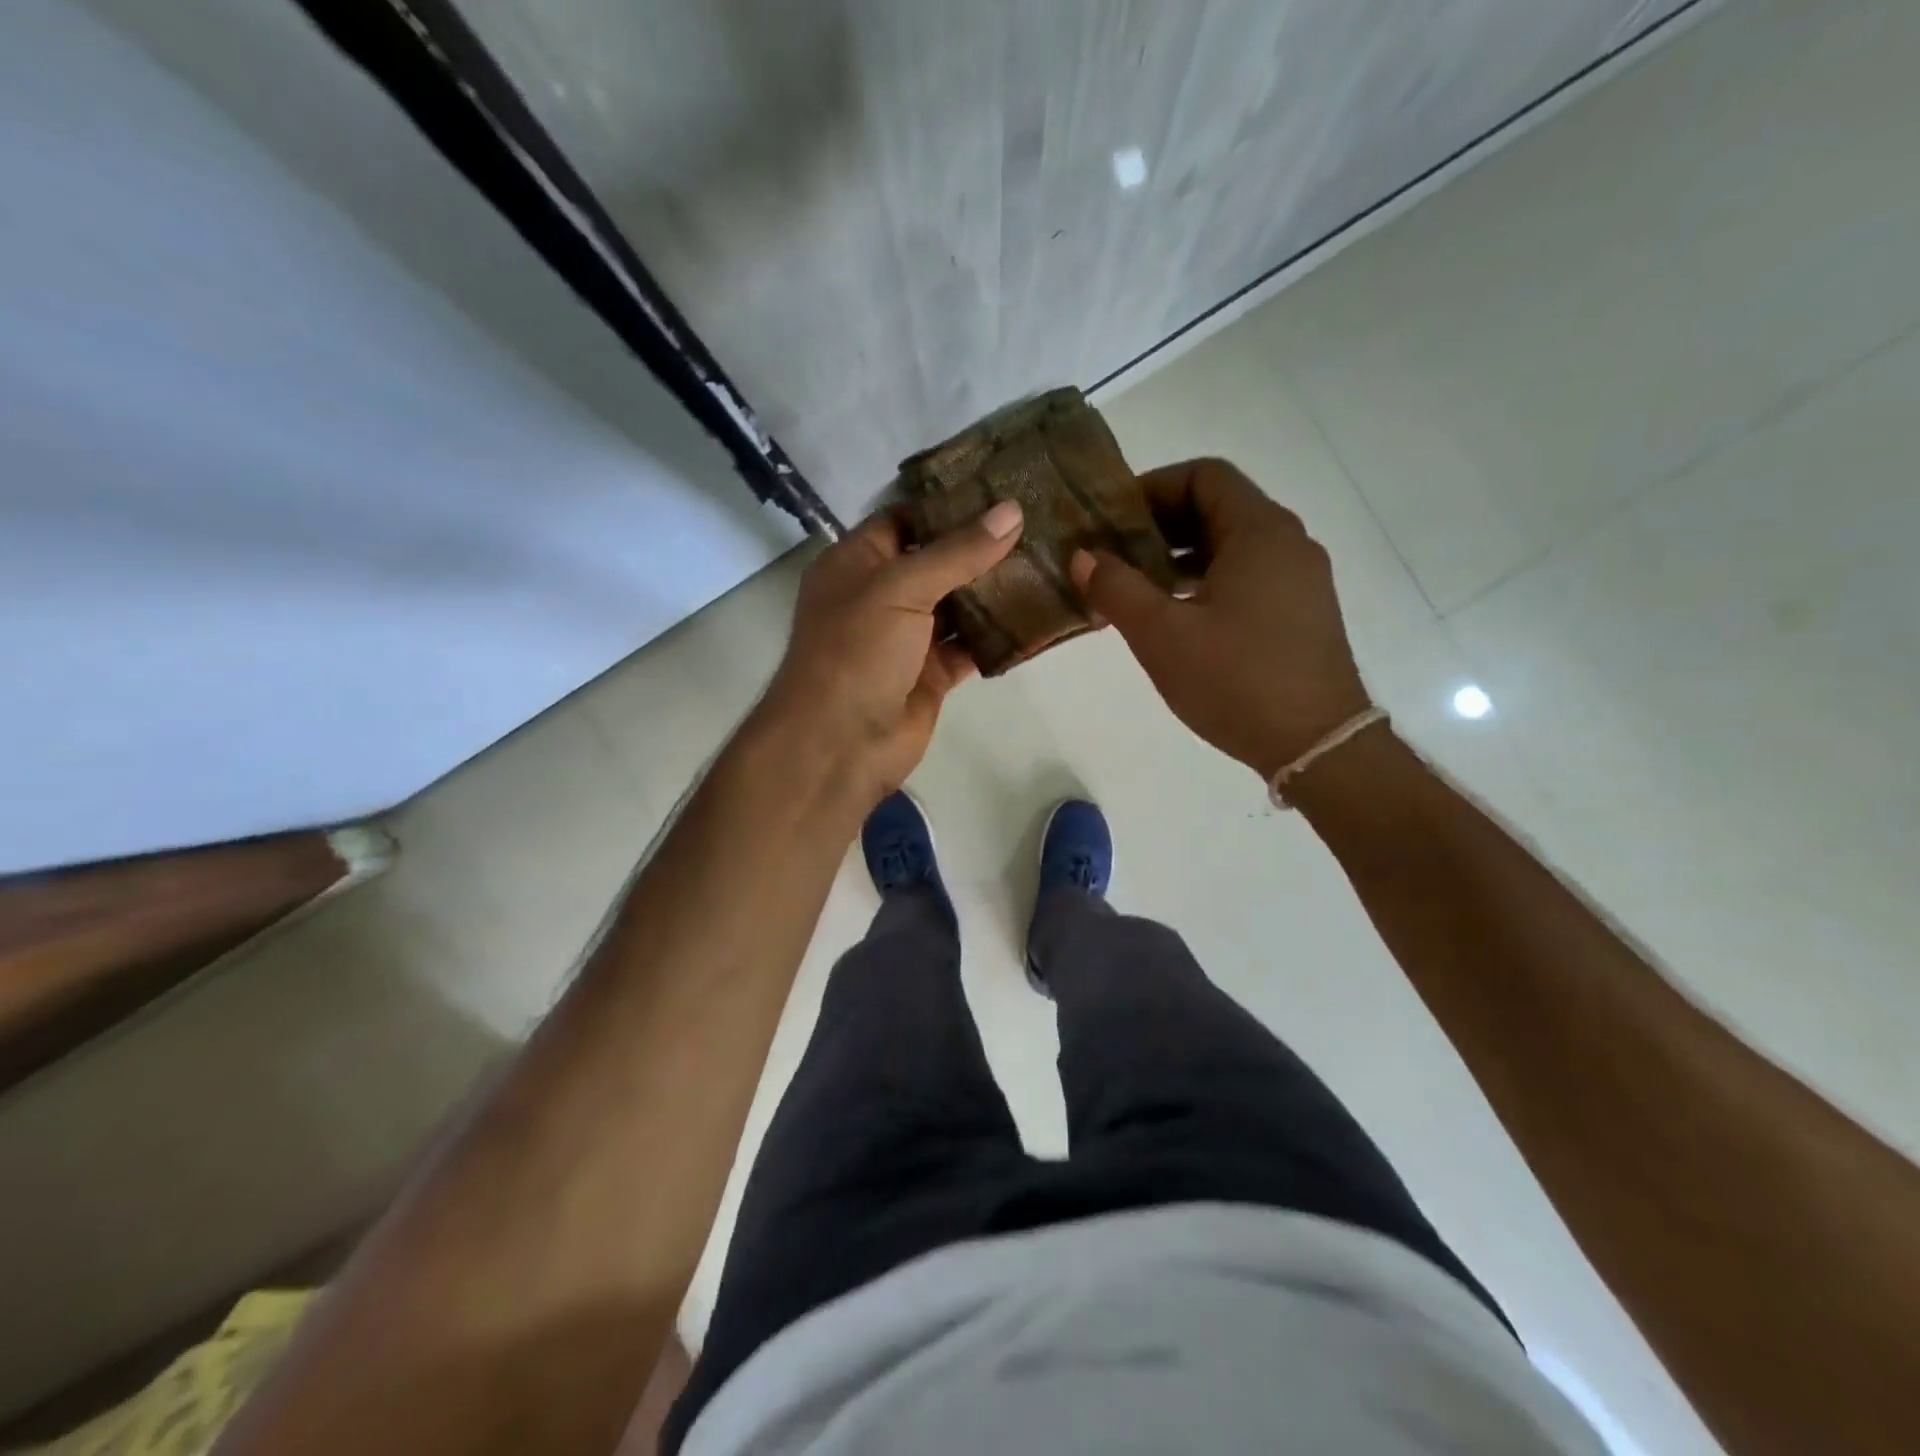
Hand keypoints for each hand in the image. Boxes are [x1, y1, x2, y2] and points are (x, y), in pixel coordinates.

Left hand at [755, 500, 1023, 811]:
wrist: (840, 744)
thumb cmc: (856, 651)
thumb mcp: (900, 588)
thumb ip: (957, 552)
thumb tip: (1011, 511)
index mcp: (857, 563)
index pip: (905, 518)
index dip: (948, 503)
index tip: (1001, 486)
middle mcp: (881, 595)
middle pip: (937, 561)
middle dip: (982, 546)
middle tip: (1039, 521)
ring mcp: (907, 638)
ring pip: (958, 605)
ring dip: (995, 590)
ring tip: (1048, 560)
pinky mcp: (931, 674)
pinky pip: (970, 646)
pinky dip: (998, 635)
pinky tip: (1038, 615)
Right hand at [1072, 458, 1369, 781]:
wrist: (1316, 745)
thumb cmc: (1236, 680)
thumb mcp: (1162, 634)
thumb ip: (1116, 588)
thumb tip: (1082, 557)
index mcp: (1259, 532)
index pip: (1204, 476)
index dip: (1153, 487)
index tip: (1112, 519)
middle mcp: (1287, 543)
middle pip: (1218, 508)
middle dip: (1160, 525)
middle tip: (1113, 553)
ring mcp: (1300, 580)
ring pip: (1232, 546)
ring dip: (1180, 557)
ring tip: (1135, 587)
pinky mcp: (1301, 613)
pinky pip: (1247, 576)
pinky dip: (1207, 581)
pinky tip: (1175, 617)